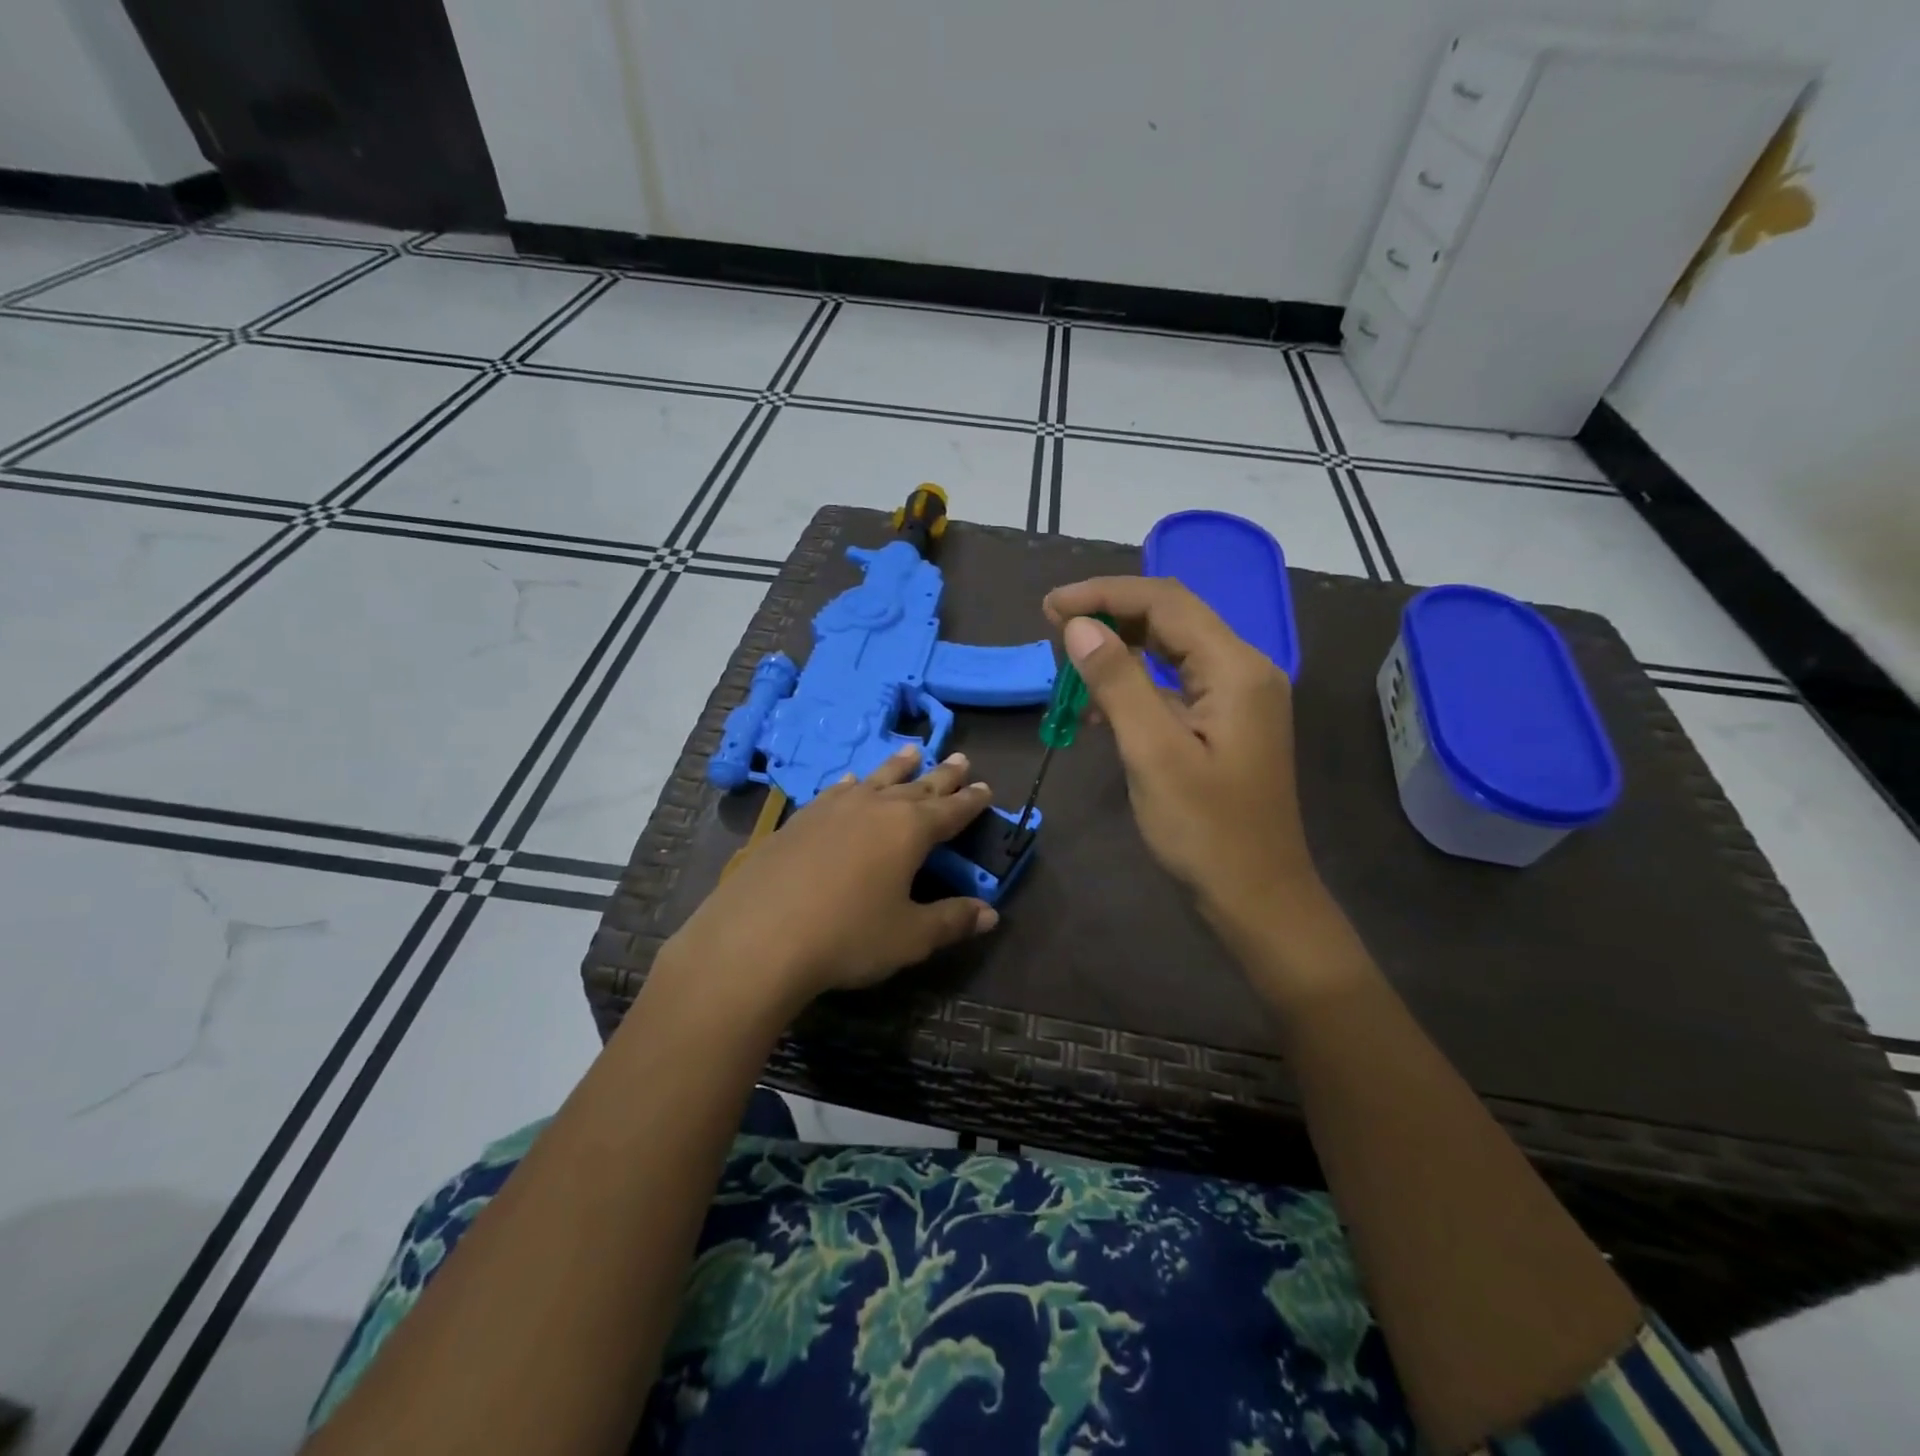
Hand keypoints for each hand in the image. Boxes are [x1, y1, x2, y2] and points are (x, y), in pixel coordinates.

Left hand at [663, 747, 999, 1011]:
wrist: (759, 936)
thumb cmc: (847, 936)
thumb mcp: (909, 936)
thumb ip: (952, 921)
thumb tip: (991, 913)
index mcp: (910, 830)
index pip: (951, 810)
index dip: (971, 801)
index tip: (986, 787)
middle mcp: (875, 808)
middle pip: (917, 786)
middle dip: (942, 775)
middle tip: (961, 758)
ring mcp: (834, 808)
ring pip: (877, 779)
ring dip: (898, 766)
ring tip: (913, 750)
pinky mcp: (800, 819)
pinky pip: (837, 791)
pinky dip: (853, 784)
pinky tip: (852, 782)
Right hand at [1043, 576, 1319, 931]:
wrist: (1257, 898)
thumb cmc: (1205, 831)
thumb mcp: (1153, 754)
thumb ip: (1118, 682)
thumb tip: (1079, 625)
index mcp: (1235, 668)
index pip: (1165, 602)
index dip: (1104, 594)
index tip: (1050, 607)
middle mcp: (1244, 670)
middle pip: (1172, 617)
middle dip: (1112, 614)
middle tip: (1054, 625)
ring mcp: (1238, 698)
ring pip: (1173, 649)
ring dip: (1122, 648)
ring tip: (1071, 660)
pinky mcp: (1226, 723)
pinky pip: (1176, 684)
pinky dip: (1137, 684)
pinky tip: (1101, 708)